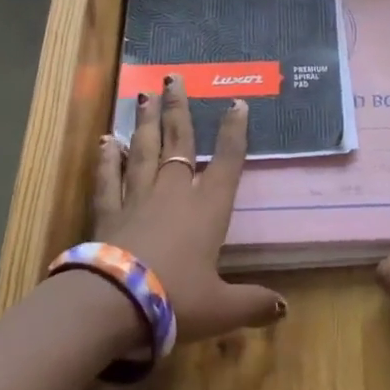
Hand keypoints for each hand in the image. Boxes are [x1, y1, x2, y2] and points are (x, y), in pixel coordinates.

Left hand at [93, 74, 285, 345]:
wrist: (114, 304)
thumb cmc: (176, 300)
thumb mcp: (222, 308)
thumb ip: (252, 304)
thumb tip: (282, 310)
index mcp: (208, 209)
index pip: (226, 162)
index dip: (234, 133)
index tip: (237, 103)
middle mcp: (174, 194)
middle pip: (179, 143)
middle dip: (180, 110)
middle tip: (175, 79)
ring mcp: (137, 199)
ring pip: (143, 152)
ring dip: (146, 123)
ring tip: (145, 95)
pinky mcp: (108, 213)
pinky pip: (108, 178)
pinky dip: (107, 158)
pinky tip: (107, 140)